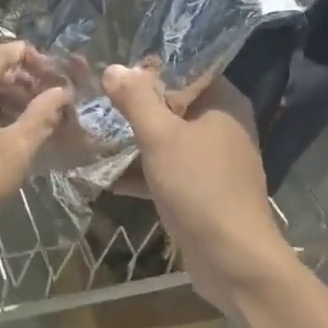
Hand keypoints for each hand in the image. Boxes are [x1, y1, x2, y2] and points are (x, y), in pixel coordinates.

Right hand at [101, 64, 290, 317]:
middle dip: (136, 104)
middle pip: (174, 104)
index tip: (115, 67)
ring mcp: (214, 163)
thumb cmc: (199, 186)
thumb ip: (136, 100)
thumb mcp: (160, 136)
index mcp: (223, 104)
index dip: (151, 67)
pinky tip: (105, 176)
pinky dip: (141, 172)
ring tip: (94, 131)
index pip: (187, 69)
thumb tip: (113, 67)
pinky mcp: (202, 192)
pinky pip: (167, 171)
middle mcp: (223, 127)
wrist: (232, 260)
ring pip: (168, 140)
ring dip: (134, 139)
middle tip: (97, 97)